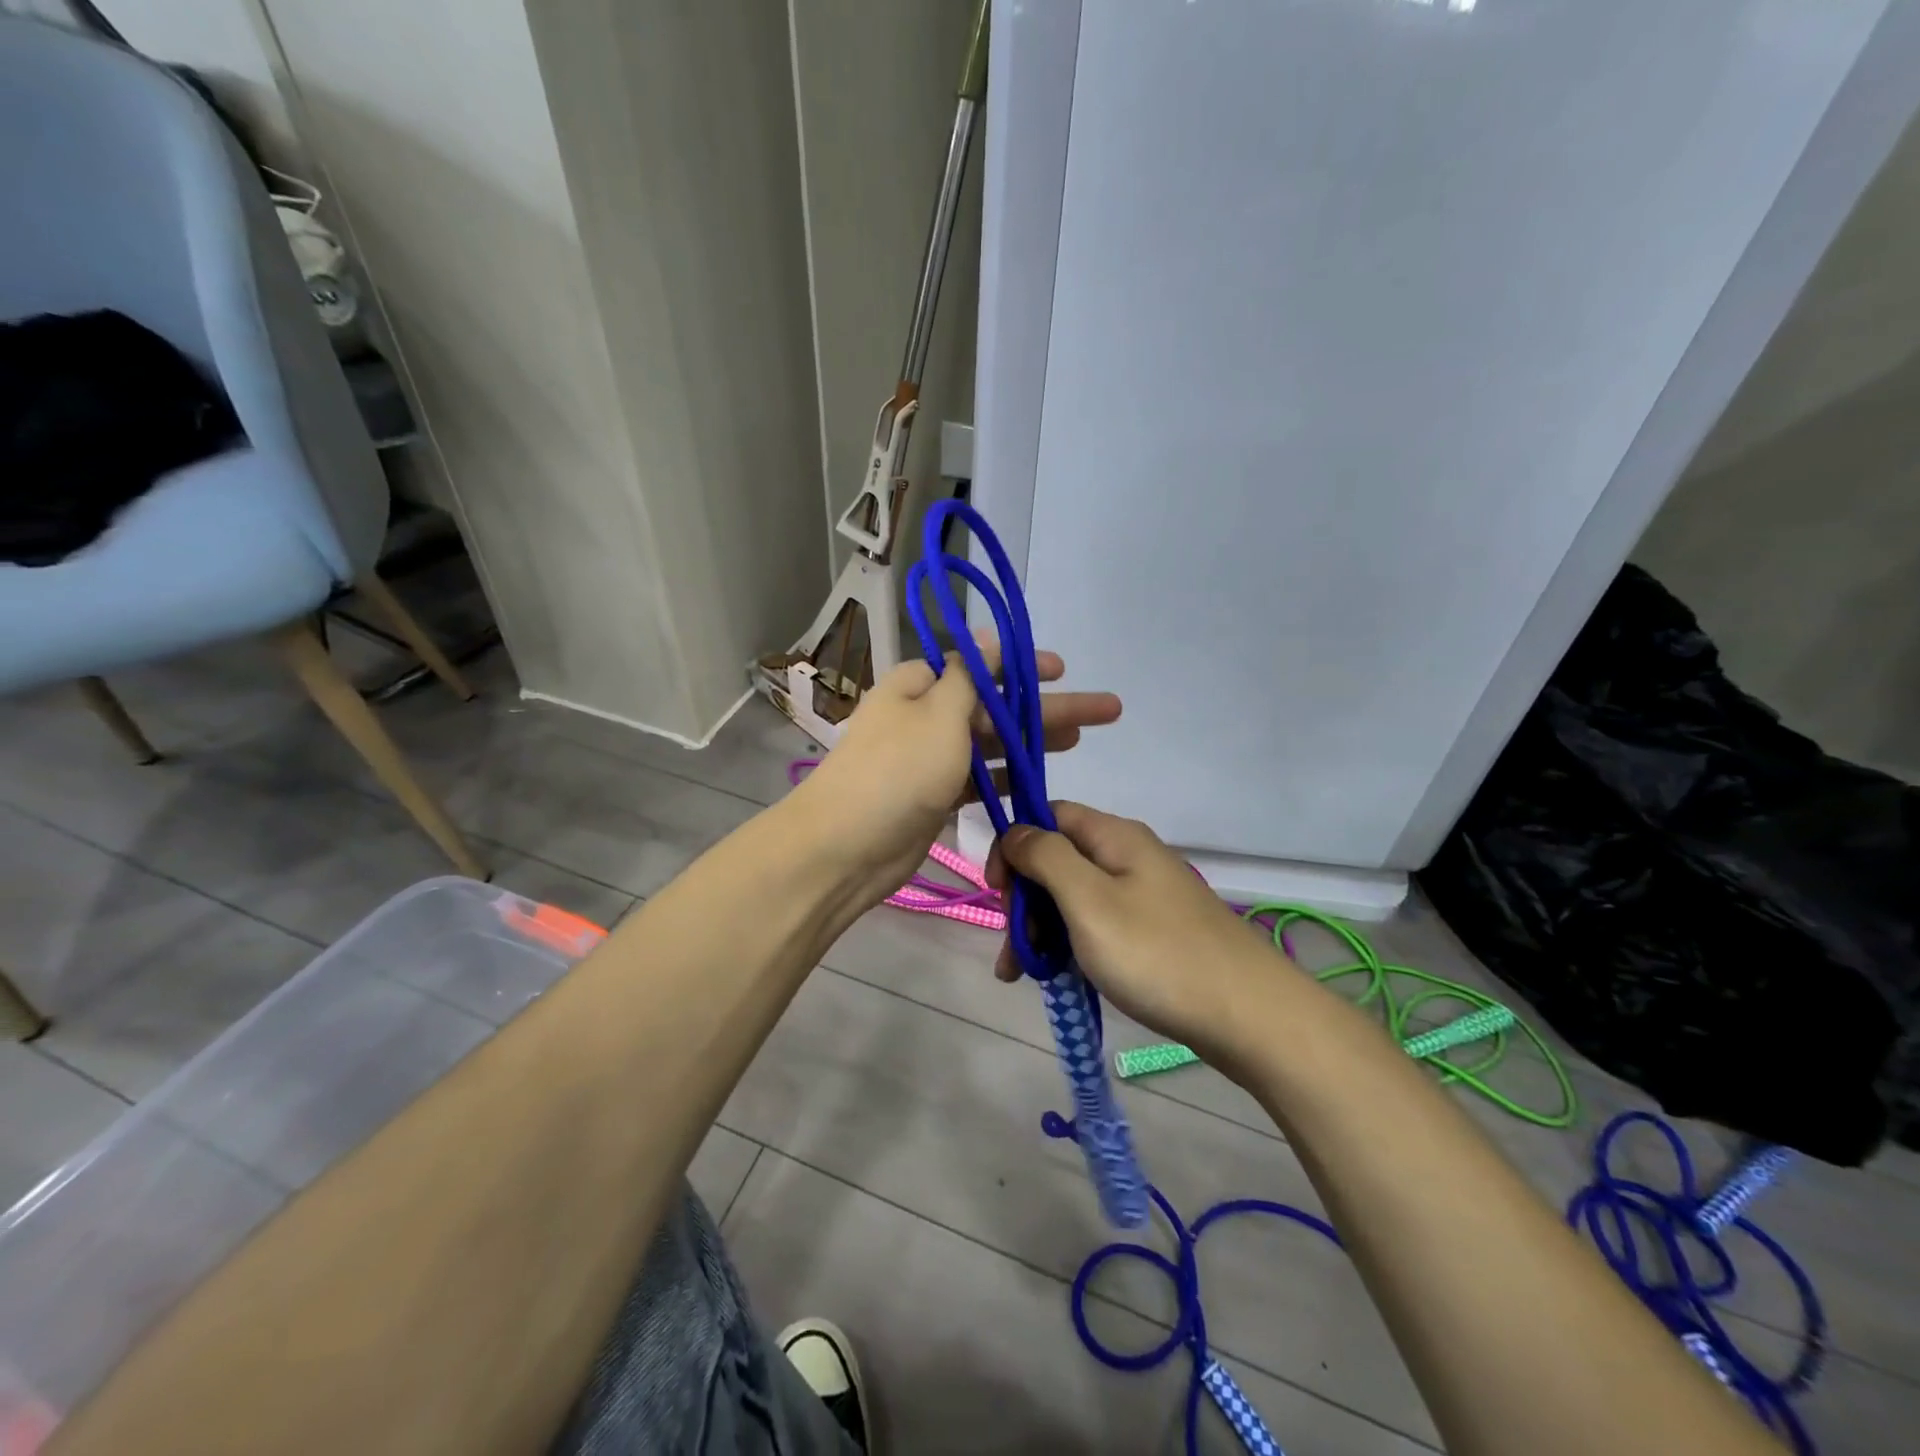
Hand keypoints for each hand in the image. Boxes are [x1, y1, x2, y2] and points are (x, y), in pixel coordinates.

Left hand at [791, 645, 1120, 911]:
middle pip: (994, 706)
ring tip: (1081, 740)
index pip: (978, 666)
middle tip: (1104, 711)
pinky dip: (1007, 778)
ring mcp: (929, 760)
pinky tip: (1041, 781)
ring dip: (1032, 742)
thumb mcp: (940, 714)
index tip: (1062, 670)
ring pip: (991, 744)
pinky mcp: (934, 798)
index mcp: (918, 685)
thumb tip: (985, 635)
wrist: (847, 847)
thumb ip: (970, 677)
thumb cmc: (898, 771)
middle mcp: (924, 717)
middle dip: (1046, 707)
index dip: (1022, 667)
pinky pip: (979, 780)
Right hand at [987, 802, 1285, 1060]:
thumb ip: (1046, 857)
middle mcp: (1129, 857)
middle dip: (1025, 900)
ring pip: (1075, 898)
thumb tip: (1016, 830)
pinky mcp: (1154, 932)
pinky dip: (1071, 946)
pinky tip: (1058, 978)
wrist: (1249, 1016)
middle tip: (1012, 951)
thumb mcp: (1088, 900)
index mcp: (1114, 837)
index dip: (1015, 845)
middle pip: (1059, 860)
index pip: (1048, 815)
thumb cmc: (1157, 953)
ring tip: (1024, 975)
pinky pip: (1098, 926)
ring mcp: (1144, 896)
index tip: (996, 891)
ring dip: (1042, 929)